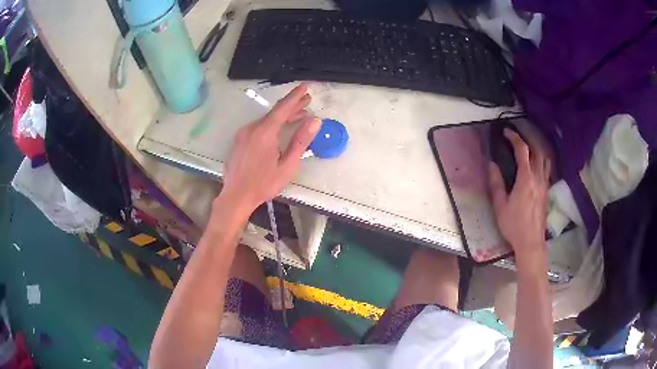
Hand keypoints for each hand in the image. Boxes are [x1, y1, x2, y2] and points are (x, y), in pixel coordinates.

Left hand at [219, 83, 321, 213]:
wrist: (236, 196)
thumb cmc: (264, 184)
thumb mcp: (287, 165)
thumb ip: (301, 141)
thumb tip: (315, 121)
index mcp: (265, 132)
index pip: (283, 107)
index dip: (296, 96)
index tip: (306, 85)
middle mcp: (252, 128)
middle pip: (275, 112)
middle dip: (292, 105)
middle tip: (307, 100)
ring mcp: (243, 133)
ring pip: (266, 119)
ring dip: (283, 116)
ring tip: (299, 114)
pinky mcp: (240, 140)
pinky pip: (258, 126)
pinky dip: (271, 124)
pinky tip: (279, 129)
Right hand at [488, 129, 550, 264]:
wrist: (531, 242)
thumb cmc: (514, 225)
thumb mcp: (500, 206)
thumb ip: (496, 183)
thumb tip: (491, 164)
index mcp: (525, 178)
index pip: (522, 151)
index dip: (514, 138)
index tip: (506, 132)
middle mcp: (538, 178)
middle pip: (538, 151)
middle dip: (528, 141)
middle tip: (518, 139)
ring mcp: (545, 185)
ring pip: (545, 160)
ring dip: (538, 151)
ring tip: (530, 149)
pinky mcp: (547, 193)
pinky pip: (547, 171)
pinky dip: (542, 163)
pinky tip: (536, 168)